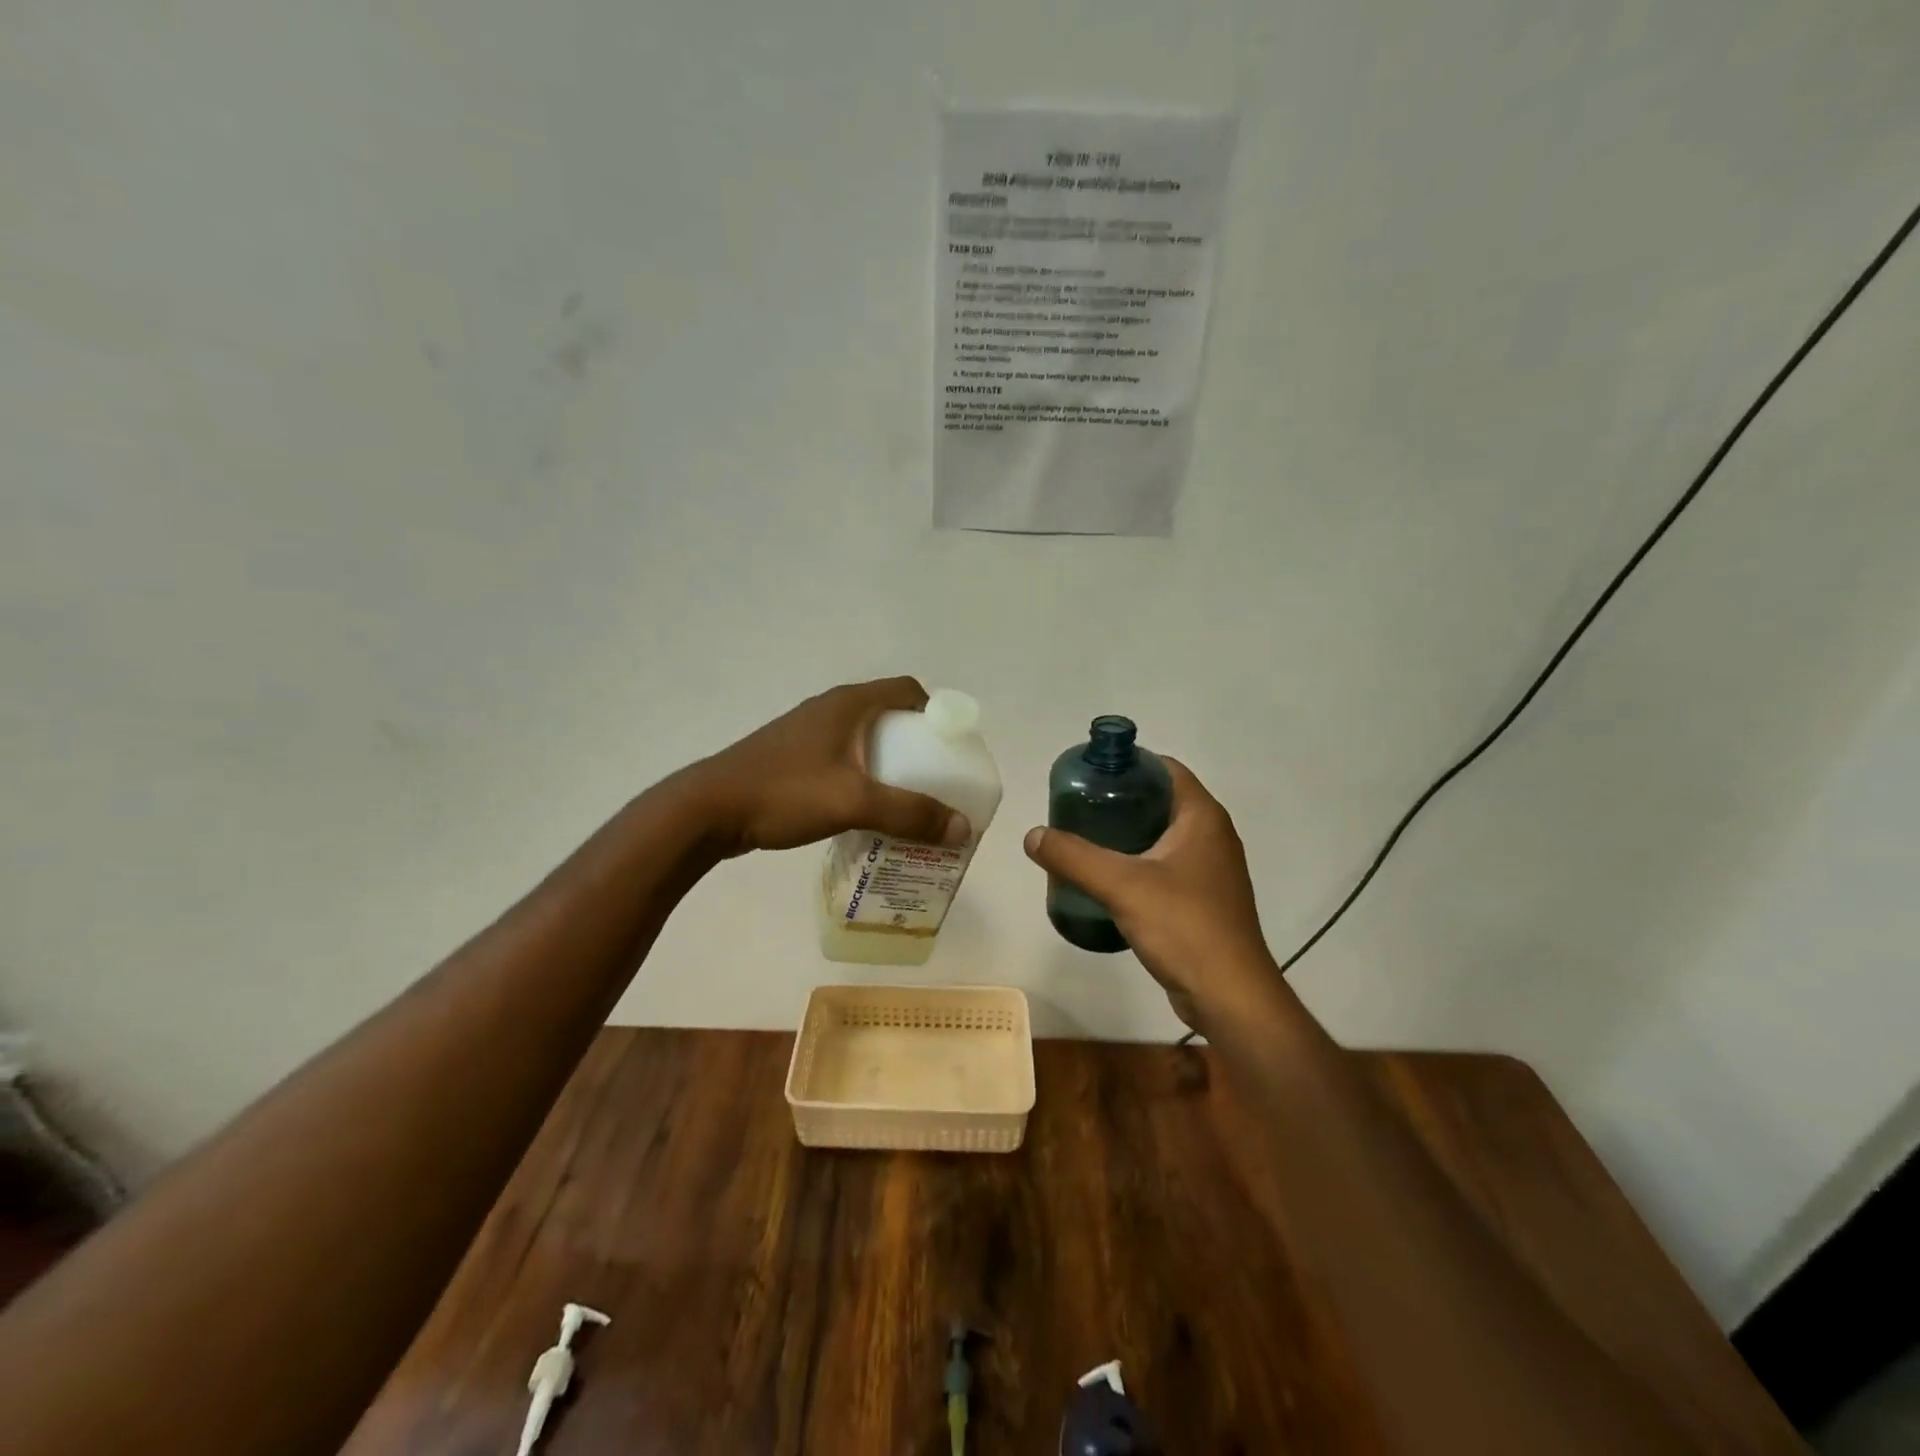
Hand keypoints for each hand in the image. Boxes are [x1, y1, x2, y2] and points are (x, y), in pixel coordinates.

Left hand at [688, 678, 970, 856]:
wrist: (708, 810)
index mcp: (848, 704)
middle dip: (917, 745)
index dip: (936, 713)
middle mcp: (830, 709)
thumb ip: (910, 814)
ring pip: (864, 740)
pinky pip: (842, 759)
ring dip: (889, 763)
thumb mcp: (854, 802)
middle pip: (889, 717)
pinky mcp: (792, 757)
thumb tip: (963, 828)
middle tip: (936, 781)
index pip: (908, 690)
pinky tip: (865, 809)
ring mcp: (807, 733)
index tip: (951, 749)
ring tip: (906, 800)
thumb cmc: (785, 793)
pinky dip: (863, 776)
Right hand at [1023, 758, 1274, 1027]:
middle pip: (1159, 801)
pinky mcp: (1203, 900)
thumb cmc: (1184, 927)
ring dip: (1125, 835)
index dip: (1127, 764)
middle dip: (1118, 801)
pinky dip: (1136, 864)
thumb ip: (1073, 856)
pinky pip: (1164, 867)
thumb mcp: (1121, 886)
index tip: (1088, 774)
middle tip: (1076, 809)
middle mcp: (1212, 836)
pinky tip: (1106, 880)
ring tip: (1083, 840)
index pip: (1164, 769)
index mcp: (1202, 817)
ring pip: (1161, 837)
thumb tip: (1033, 835)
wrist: (1230, 997)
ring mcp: (1211, 870)